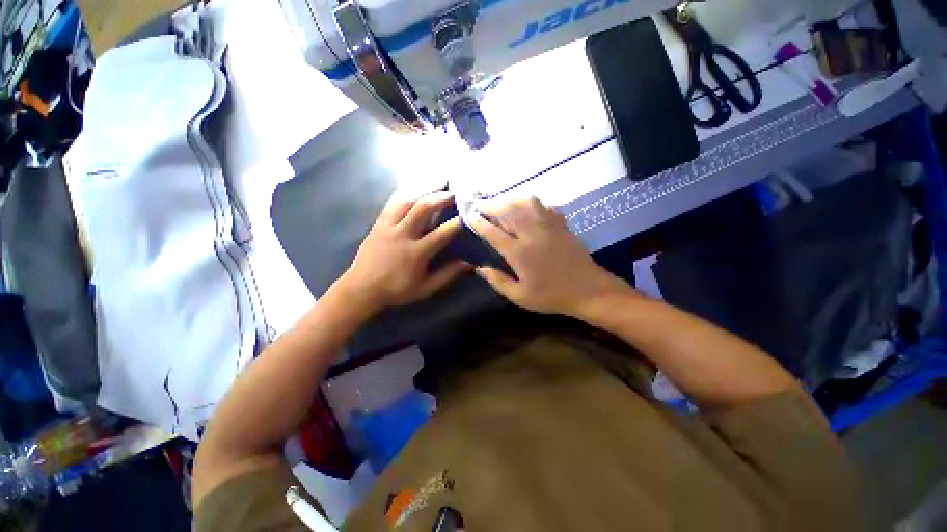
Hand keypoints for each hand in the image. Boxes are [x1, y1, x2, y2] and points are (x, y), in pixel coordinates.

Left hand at [338, 191, 469, 311]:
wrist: (362, 288)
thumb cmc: (396, 290)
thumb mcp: (425, 288)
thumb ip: (447, 275)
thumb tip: (468, 264)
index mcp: (416, 253)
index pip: (441, 234)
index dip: (456, 224)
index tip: (467, 216)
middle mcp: (402, 235)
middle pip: (423, 209)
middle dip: (440, 198)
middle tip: (453, 193)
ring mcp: (388, 226)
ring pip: (407, 201)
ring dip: (424, 190)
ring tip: (437, 183)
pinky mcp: (378, 223)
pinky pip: (392, 202)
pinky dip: (405, 192)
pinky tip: (414, 187)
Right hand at [470, 197, 631, 316]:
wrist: (588, 290)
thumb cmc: (551, 296)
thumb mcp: (520, 297)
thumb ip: (498, 281)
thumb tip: (479, 268)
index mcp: (519, 253)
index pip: (493, 232)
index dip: (479, 223)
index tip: (469, 216)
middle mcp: (532, 234)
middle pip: (508, 211)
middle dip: (491, 205)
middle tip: (480, 204)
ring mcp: (548, 226)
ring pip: (526, 203)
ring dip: (510, 200)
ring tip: (501, 202)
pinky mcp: (561, 224)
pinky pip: (544, 206)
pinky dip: (532, 202)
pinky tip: (527, 206)